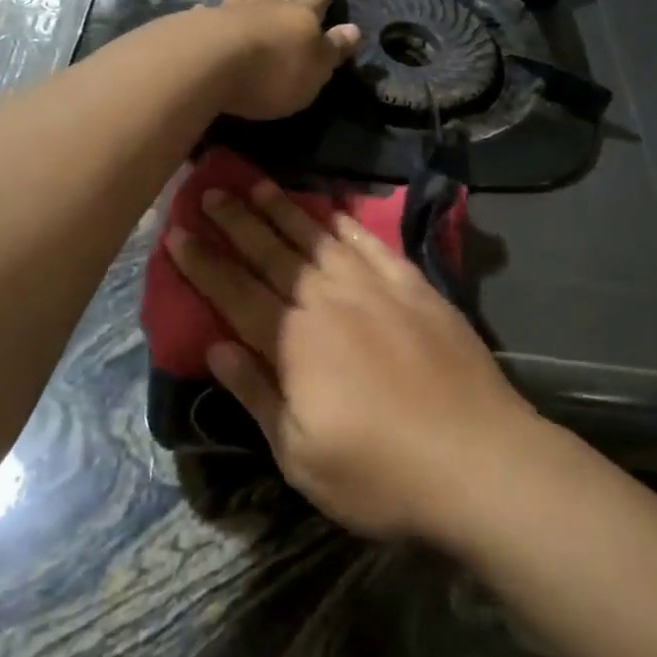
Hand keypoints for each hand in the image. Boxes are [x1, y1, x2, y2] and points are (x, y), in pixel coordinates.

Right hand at [164, 178, 539, 540]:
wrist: (478, 458)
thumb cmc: (380, 472)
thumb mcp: (300, 456)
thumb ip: (256, 393)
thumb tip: (216, 346)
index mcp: (294, 341)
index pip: (235, 291)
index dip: (203, 262)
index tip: (177, 232)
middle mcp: (329, 300)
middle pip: (272, 253)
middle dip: (236, 220)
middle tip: (209, 189)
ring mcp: (375, 287)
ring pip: (318, 238)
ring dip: (284, 210)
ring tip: (258, 184)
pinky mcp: (414, 287)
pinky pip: (371, 243)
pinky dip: (346, 223)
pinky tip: (331, 210)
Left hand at [213, 0, 360, 120]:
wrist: (213, 66)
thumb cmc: (274, 72)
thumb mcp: (316, 68)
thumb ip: (332, 49)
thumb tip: (354, 29)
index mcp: (300, 18)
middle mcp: (265, 9)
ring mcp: (229, 15)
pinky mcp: (197, 27)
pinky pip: (204, 14)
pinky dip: (204, 10)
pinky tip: (199, 7)